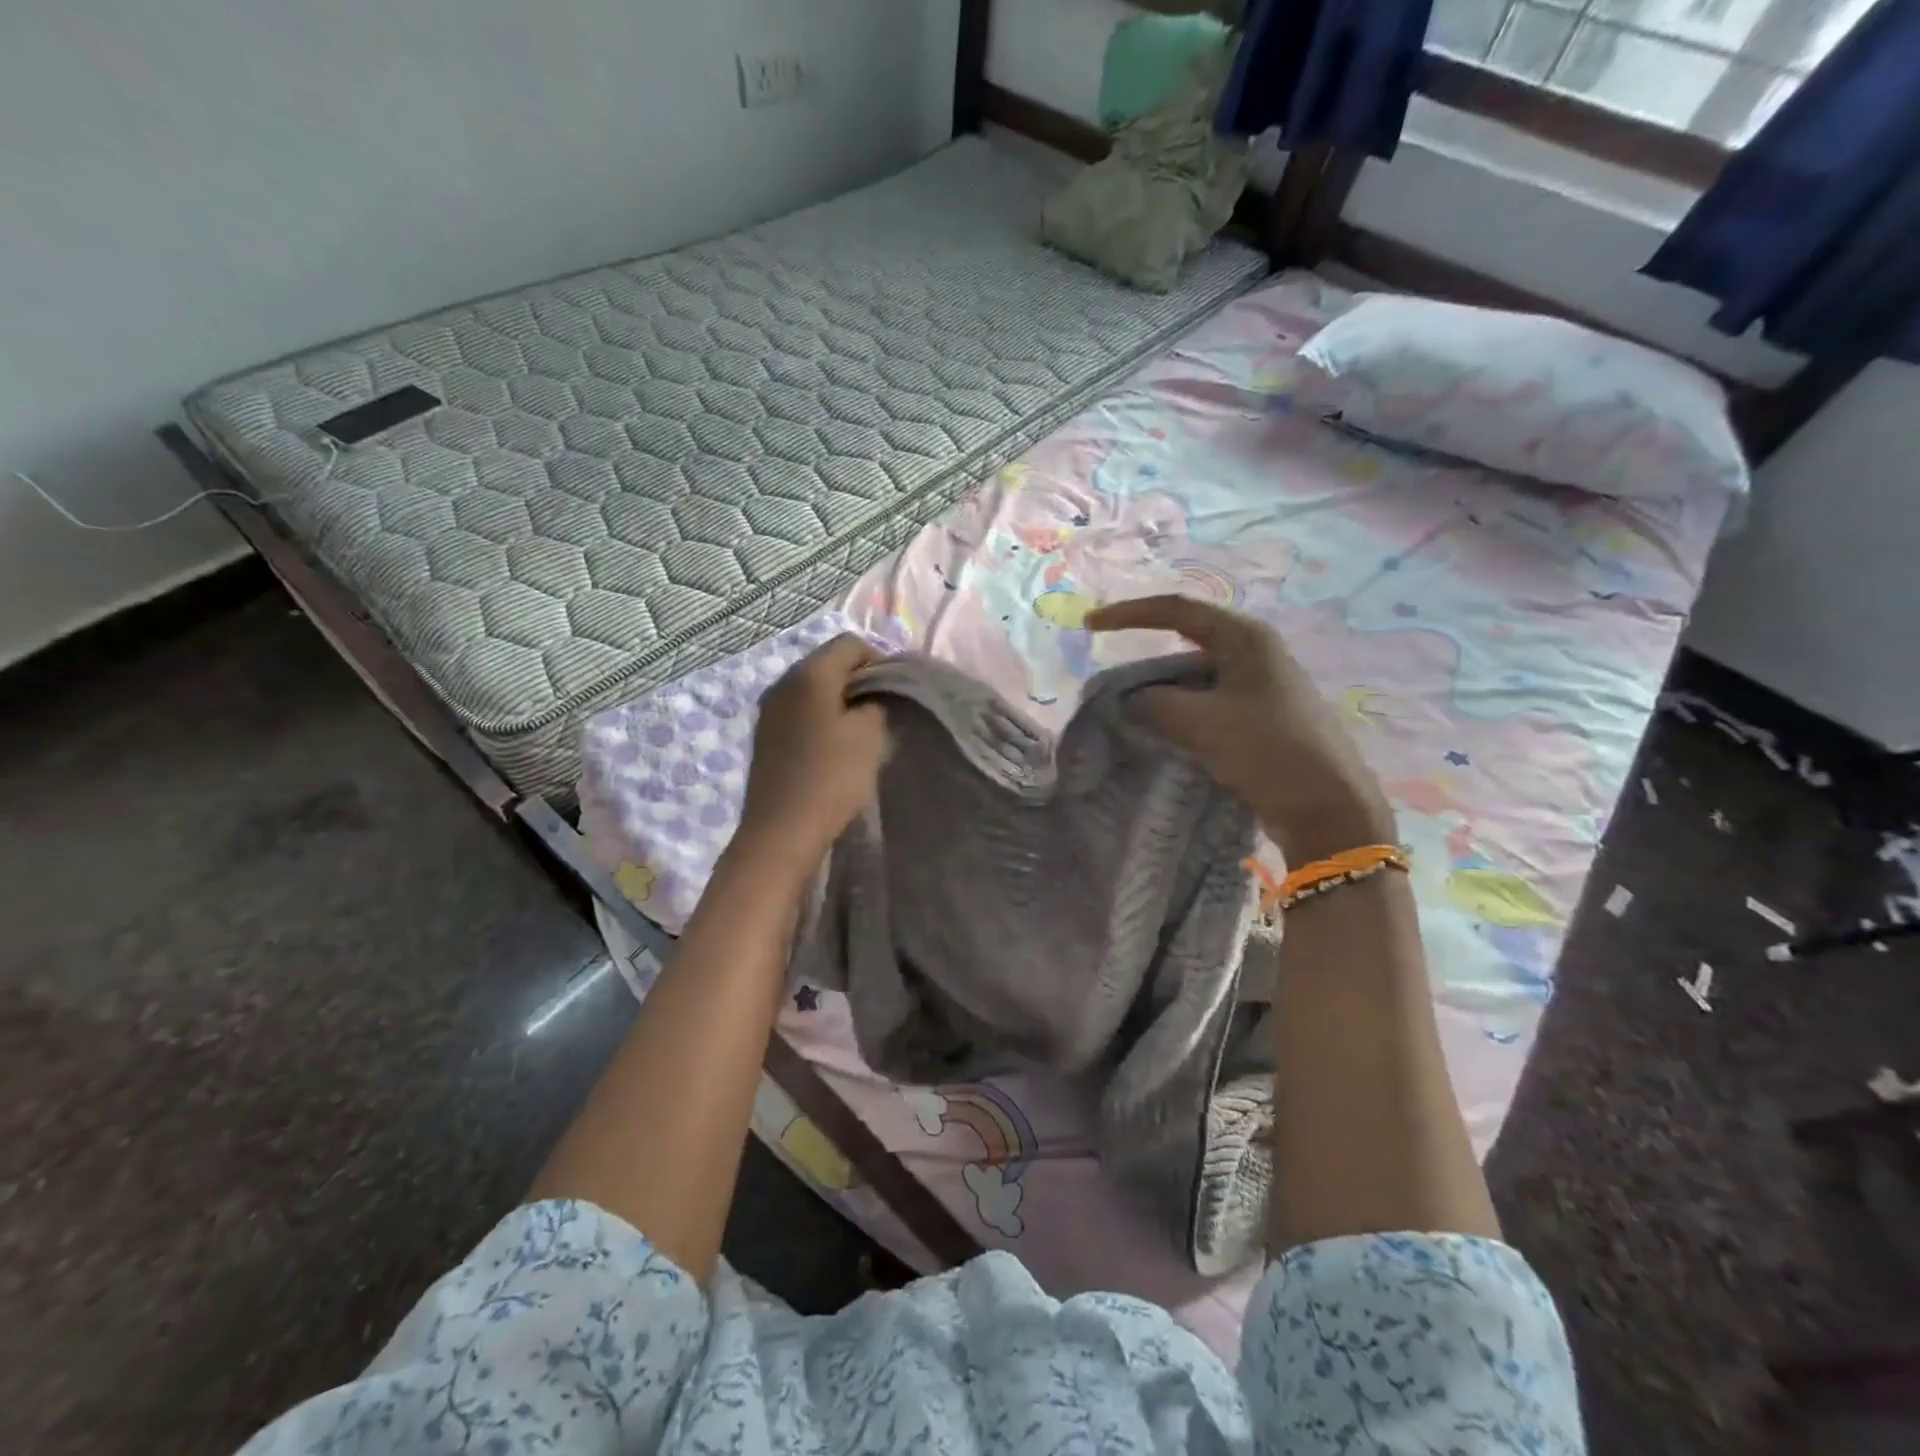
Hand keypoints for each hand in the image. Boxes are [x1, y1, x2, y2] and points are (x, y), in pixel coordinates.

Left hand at [736, 635, 888, 870]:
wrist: (782, 831)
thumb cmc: (832, 777)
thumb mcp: (870, 734)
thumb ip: (877, 702)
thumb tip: (870, 696)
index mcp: (809, 673)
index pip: (850, 643)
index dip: (879, 660)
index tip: (895, 692)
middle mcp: (783, 682)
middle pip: (828, 663)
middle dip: (858, 680)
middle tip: (882, 710)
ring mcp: (769, 710)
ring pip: (813, 689)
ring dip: (839, 701)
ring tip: (860, 730)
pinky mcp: (765, 736)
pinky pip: (799, 712)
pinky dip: (820, 719)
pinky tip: (833, 746)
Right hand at [1085, 596, 1393, 860]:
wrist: (1328, 806)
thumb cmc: (1267, 749)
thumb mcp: (1200, 722)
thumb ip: (1153, 703)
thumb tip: (1130, 701)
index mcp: (1245, 638)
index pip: (1176, 610)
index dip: (1129, 614)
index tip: (1090, 626)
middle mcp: (1255, 653)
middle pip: (1185, 644)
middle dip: (1145, 664)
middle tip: (1110, 687)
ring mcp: (1261, 686)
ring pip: (1195, 680)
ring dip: (1162, 694)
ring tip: (1130, 718)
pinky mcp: (1262, 717)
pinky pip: (1209, 704)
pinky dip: (1181, 714)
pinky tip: (1164, 735)